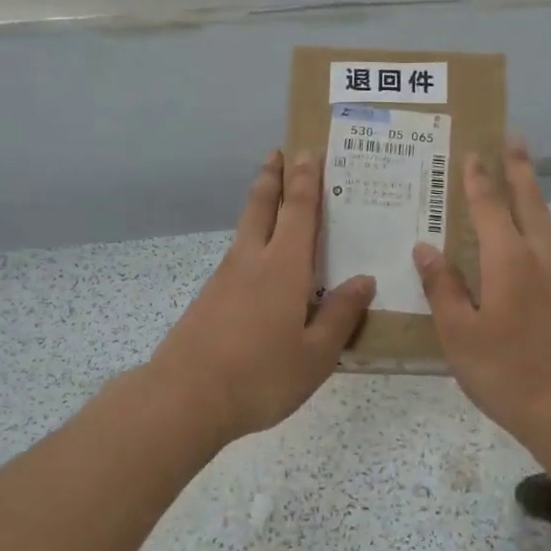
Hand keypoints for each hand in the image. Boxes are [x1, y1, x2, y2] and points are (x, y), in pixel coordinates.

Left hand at [147, 149, 374, 444]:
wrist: (186, 398)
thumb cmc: (261, 375)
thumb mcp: (316, 354)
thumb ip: (340, 315)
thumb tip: (364, 280)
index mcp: (284, 268)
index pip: (299, 212)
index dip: (306, 181)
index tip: (308, 152)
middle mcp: (252, 261)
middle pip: (261, 207)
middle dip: (271, 178)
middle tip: (277, 153)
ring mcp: (224, 279)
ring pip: (245, 230)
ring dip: (258, 207)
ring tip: (270, 200)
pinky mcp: (209, 299)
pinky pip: (236, 259)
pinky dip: (250, 244)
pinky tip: (256, 265)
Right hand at [413, 137, 550, 445]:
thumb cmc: (507, 370)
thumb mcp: (459, 332)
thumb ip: (443, 287)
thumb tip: (426, 248)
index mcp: (509, 259)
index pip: (490, 206)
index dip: (479, 178)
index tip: (472, 150)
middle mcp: (538, 258)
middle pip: (529, 202)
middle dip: (520, 169)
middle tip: (515, 139)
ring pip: (542, 223)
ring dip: (530, 194)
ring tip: (520, 178)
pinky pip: (545, 246)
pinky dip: (533, 226)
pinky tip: (523, 242)